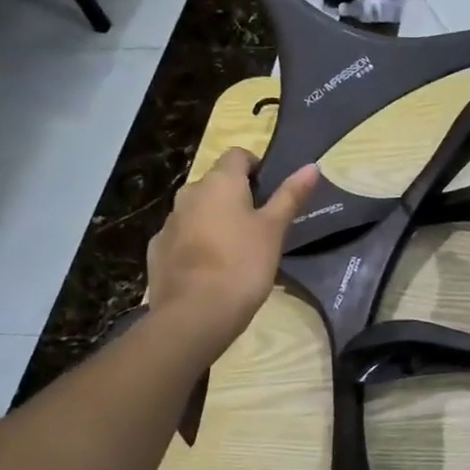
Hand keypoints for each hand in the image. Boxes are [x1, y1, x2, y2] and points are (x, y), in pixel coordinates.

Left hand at [143, 149, 319, 351]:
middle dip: (236, 197)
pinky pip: (182, 237)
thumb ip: (291, 196)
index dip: (256, 167)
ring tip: (237, 251)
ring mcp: (169, 222)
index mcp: (220, 183)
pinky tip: (211, 270)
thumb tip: (312, 166)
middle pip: (216, 184)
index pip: (237, 155)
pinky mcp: (157, 249)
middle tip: (260, 226)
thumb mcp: (275, 230)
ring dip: (216, 221)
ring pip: (198, 211)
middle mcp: (189, 194)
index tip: (271, 191)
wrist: (195, 313)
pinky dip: (197, 245)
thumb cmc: (243, 264)